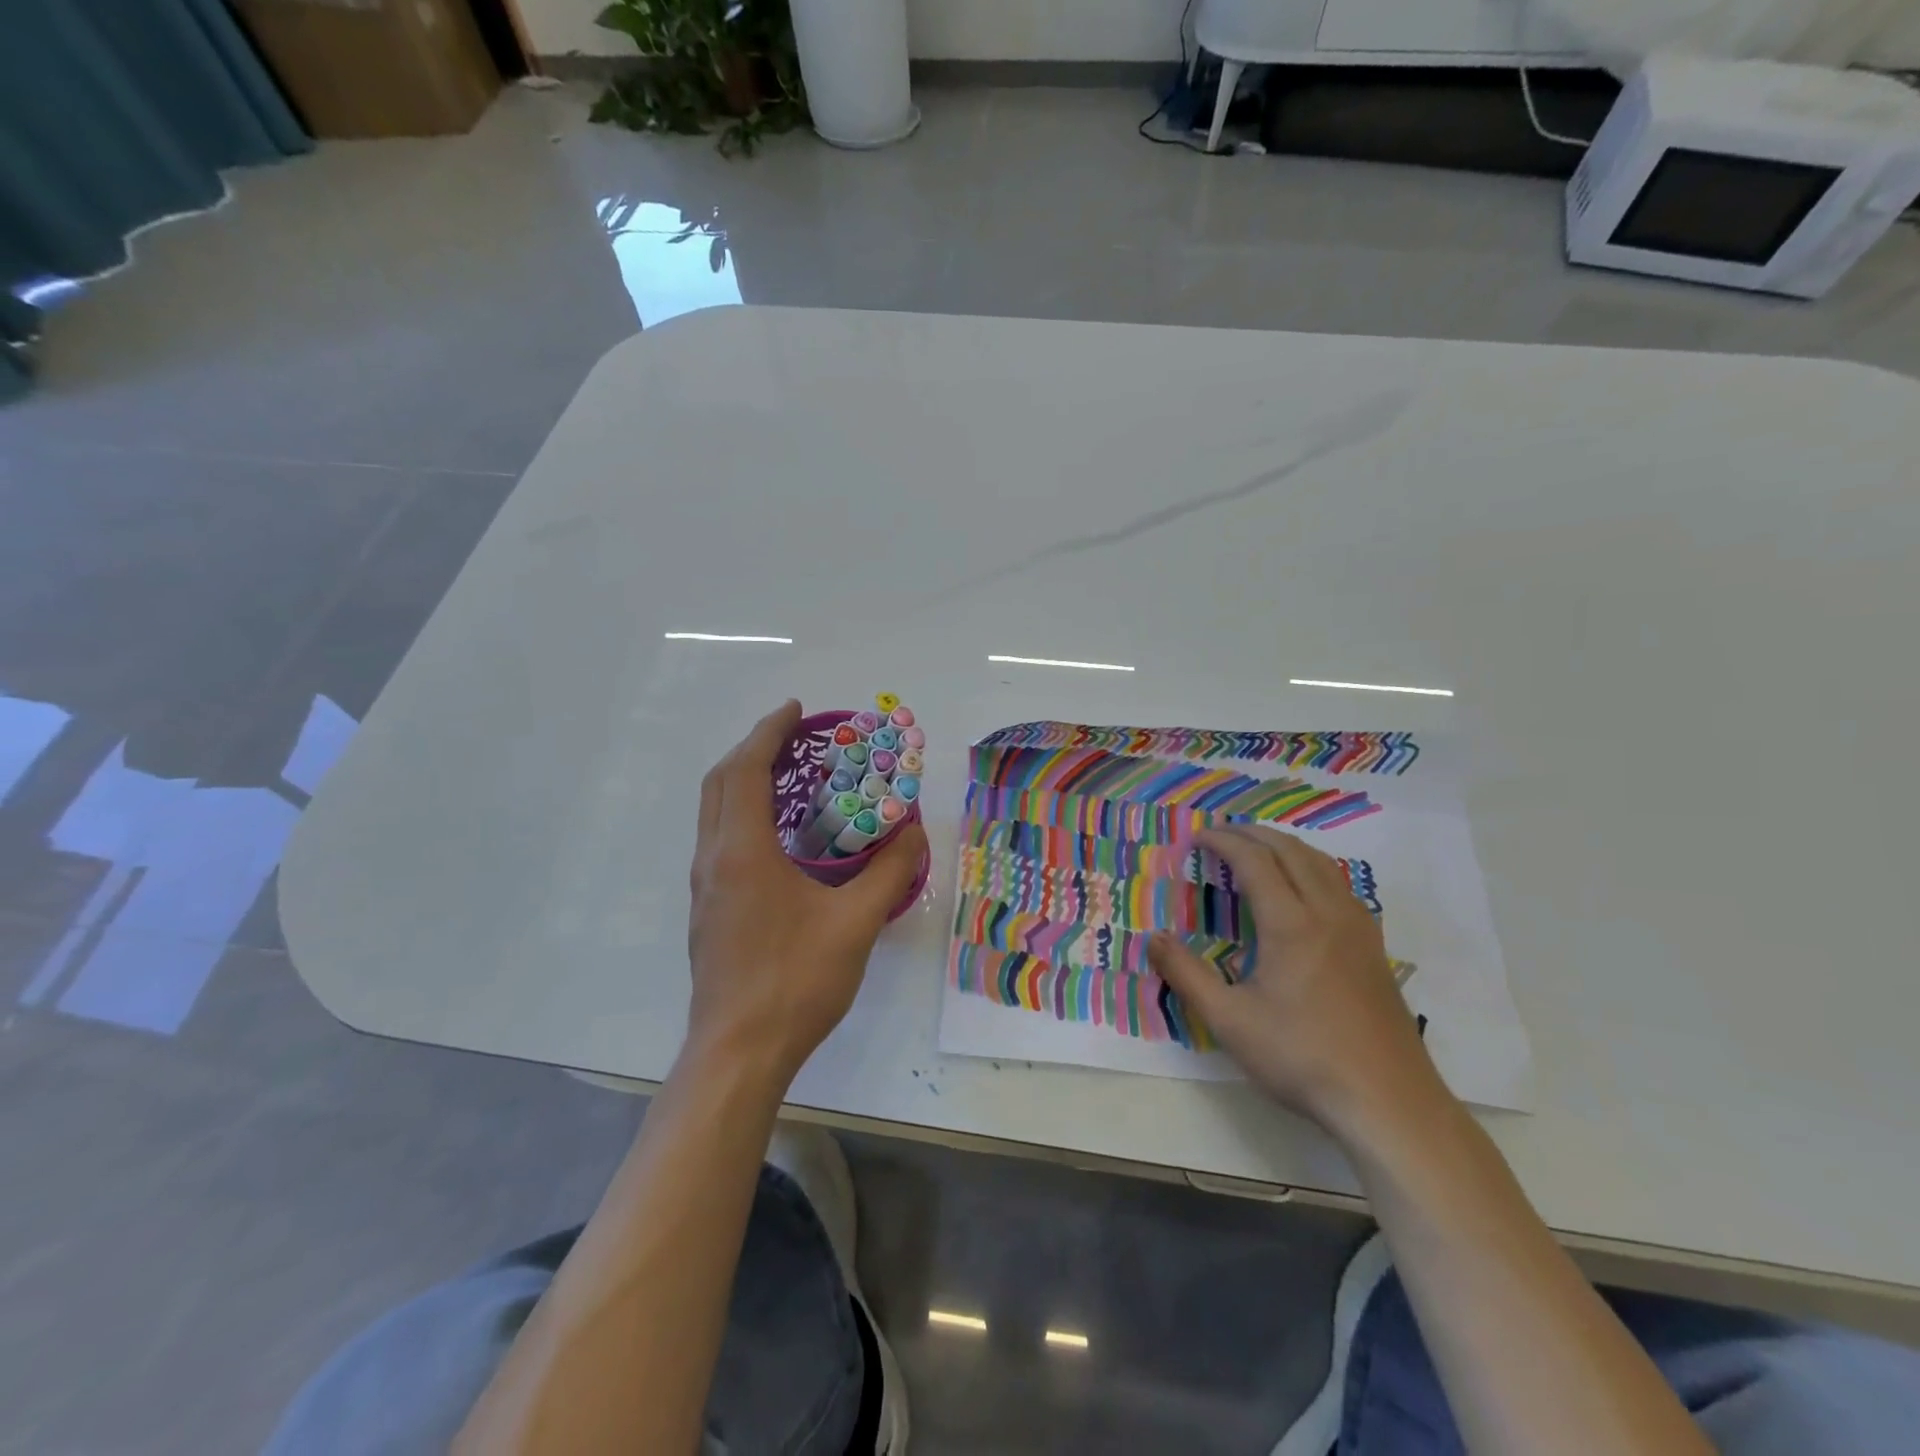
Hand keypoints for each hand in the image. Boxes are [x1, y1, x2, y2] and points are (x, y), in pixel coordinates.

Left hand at [686, 700, 927, 1085]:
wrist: (738, 1053)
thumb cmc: (795, 982)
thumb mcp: (856, 924)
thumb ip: (889, 872)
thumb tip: (913, 832)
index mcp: (742, 851)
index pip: (746, 770)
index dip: (769, 733)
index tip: (797, 710)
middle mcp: (714, 860)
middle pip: (720, 783)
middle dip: (753, 749)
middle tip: (793, 736)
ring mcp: (704, 888)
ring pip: (714, 812)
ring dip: (744, 781)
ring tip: (788, 776)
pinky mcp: (708, 911)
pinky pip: (719, 839)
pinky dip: (742, 813)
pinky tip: (777, 836)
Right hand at [1148, 825, 1447, 1136]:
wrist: (1388, 1101)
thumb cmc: (1302, 1058)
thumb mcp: (1230, 1021)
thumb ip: (1186, 975)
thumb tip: (1153, 939)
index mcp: (1291, 923)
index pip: (1254, 860)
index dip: (1223, 841)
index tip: (1196, 838)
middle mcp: (1327, 912)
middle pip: (1290, 850)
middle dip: (1252, 834)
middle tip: (1220, 834)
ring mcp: (1358, 928)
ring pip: (1321, 863)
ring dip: (1284, 846)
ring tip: (1257, 849)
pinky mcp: (1374, 947)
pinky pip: (1340, 884)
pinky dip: (1311, 867)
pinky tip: (1303, 889)